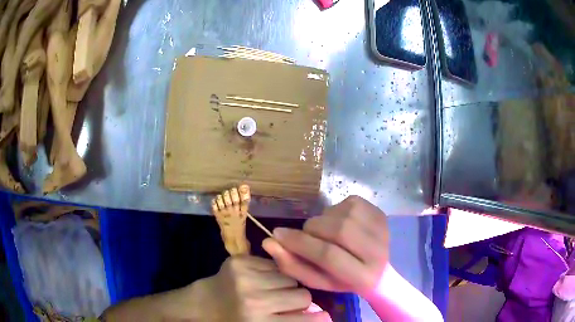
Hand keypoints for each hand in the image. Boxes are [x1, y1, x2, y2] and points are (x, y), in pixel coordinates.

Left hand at [196, 255, 331, 321]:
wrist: (203, 304)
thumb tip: (325, 316)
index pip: (302, 320)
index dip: (318, 318)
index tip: (326, 316)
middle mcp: (253, 301)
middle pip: (302, 295)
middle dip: (299, 300)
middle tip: (287, 303)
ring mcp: (245, 277)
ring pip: (290, 278)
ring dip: (286, 285)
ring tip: (271, 291)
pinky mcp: (239, 261)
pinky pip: (274, 265)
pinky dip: (272, 273)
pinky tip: (260, 280)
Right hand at [263, 196, 388, 297]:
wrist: (380, 267)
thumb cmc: (344, 279)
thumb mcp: (318, 280)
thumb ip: (293, 265)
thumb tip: (269, 243)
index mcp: (364, 277)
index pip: (328, 255)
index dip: (300, 244)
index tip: (277, 235)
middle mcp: (377, 250)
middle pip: (337, 230)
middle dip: (312, 230)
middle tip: (305, 236)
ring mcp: (380, 226)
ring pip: (340, 215)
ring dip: (322, 221)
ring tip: (323, 232)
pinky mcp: (378, 211)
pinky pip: (346, 203)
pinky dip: (333, 212)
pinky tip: (337, 223)